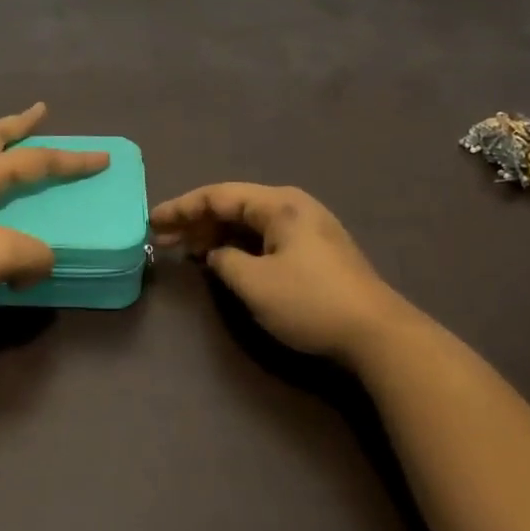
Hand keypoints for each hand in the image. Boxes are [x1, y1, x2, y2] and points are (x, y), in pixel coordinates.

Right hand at [150, 183, 401, 360]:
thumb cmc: (310, 302)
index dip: (181, 208)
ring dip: (215, 234)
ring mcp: (307, 229)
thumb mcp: (254, 283)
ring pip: (248, 223)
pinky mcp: (314, 252)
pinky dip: (237, 245)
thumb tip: (216, 254)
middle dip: (195, 221)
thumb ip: (224, 261)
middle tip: (163, 240)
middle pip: (233, 206)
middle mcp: (293, 207)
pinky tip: (221, 260)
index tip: (153, 222)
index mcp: (279, 205)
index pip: (218, 196)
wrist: (377, 334)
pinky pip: (264, 238)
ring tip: (185, 251)